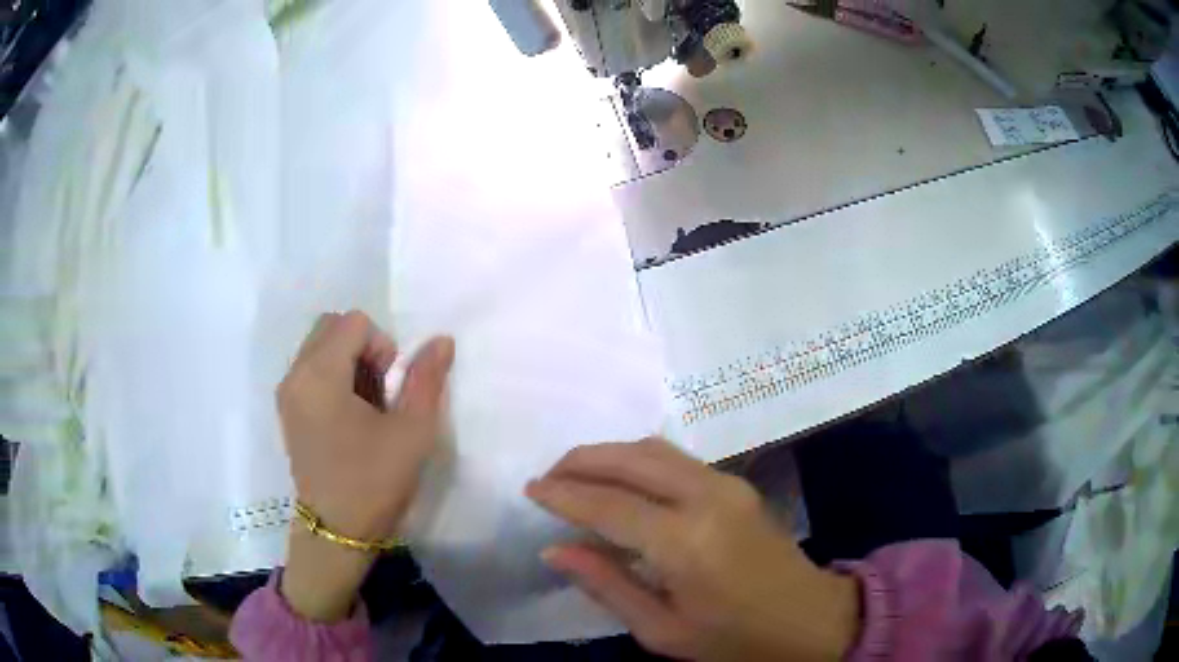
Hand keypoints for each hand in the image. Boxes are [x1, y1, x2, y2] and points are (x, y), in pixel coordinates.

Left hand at [276, 311, 453, 620]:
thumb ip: (426, 379)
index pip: (354, 322)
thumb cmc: (374, 481)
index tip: (390, 388)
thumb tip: (441, 340)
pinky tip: (349, 417)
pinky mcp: (287, 411)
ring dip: (347, 361)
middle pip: (331, 327)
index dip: (382, 346)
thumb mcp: (412, 431)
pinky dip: (332, 377)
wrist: (337, 532)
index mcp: (319, 374)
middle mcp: (295, 375)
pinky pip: (309, 370)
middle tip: (380, 392)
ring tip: (366, 407)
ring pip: (319, 347)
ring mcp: (287, 393)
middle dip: (362, 347)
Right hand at [526, 439, 860, 660]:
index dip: (563, 495)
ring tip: (576, 476)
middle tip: (548, 477)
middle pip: (629, 459)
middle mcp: (705, 498)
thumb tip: (555, 550)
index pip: (607, 505)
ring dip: (609, 455)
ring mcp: (725, 484)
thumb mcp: (663, 631)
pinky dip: (637, 460)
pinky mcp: (736, 483)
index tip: (530, 490)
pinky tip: (621, 482)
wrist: (811, 618)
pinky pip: (675, 458)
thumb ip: (607, 585)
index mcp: (685, 542)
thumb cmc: (734, 638)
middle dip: (581, 461)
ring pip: (653, 449)